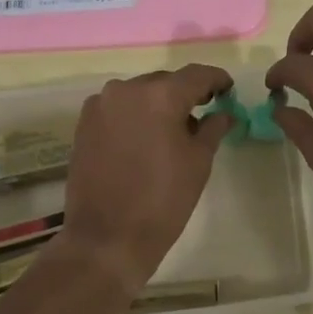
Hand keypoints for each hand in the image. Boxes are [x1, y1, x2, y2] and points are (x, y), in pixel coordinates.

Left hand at [59, 64, 236, 296]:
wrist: (107, 238)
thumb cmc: (163, 200)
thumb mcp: (198, 162)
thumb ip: (213, 128)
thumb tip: (225, 113)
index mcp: (160, 95)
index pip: (196, 75)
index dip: (216, 80)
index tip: (228, 91)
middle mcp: (126, 89)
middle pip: (165, 81)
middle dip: (186, 94)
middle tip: (204, 113)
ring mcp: (101, 105)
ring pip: (139, 94)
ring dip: (158, 104)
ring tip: (172, 130)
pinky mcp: (84, 123)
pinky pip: (118, 108)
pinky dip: (135, 115)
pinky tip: (144, 139)